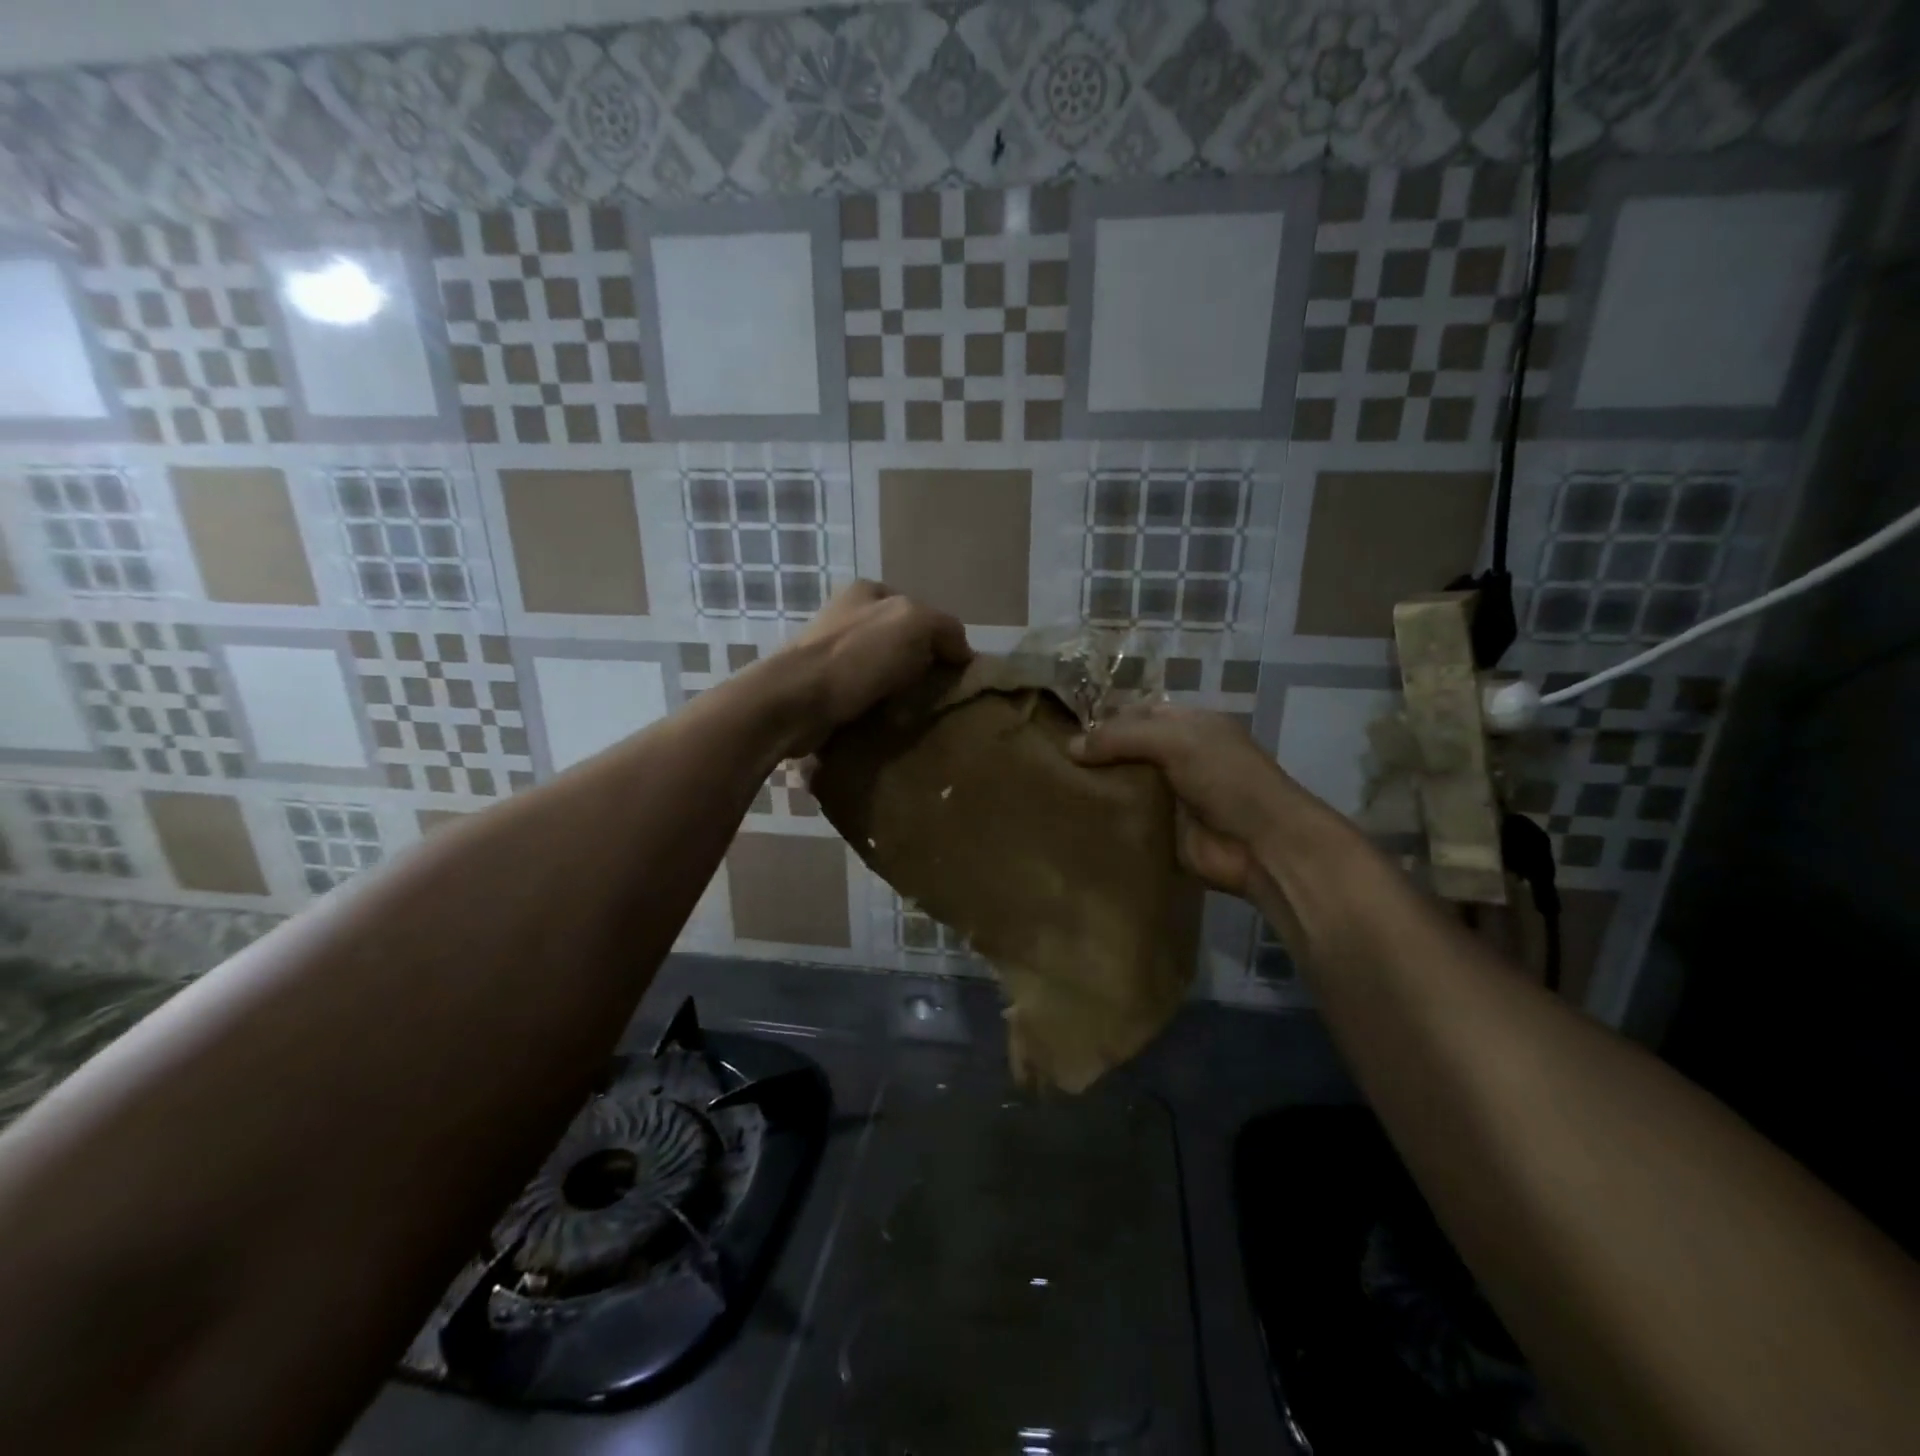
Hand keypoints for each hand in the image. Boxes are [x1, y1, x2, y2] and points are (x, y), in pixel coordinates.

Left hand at [775, 581, 970, 754]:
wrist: (795, 702)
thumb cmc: (856, 656)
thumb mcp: (915, 624)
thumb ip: (946, 628)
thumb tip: (963, 651)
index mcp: (868, 592)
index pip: (920, 611)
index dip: (941, 639)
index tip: (953, 671)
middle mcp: (847, 617)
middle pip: (901, 642)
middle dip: (920, 667)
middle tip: (938, 696)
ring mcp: (831, 653)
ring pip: (882, 671)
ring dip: (900, 692)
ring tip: (917, 715)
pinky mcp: (822, 688)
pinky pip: (863, 696)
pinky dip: (878, 709)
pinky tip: (889, 724)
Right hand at [1070, 703, 1344, 897]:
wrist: (1262, 845)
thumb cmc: (1226, 779)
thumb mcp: (1176, 741)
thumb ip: (1122, 737)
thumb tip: (1069, 747)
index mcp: (1188, 726)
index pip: (1136, 714)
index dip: (1104, 721)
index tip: (1064, 733)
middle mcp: (1177, 756)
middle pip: (1125, 750)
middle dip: (1094, 756)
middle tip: (1052, 764)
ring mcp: (1169, 796)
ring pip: (1123, 784)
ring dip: (1096, 788)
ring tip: (1055, 791)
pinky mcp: (1161, 831)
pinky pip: (1126, 819)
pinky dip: (1105, 818)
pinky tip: (1073, 818)